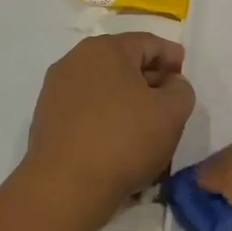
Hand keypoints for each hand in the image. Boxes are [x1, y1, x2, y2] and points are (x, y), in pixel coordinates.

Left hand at [23, 33, 194, 230]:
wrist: (65, 187)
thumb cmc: (125, 139)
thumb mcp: (173, 112)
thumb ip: (181, 89)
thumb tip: (170, 85)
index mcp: (106, 49)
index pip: (149, 43)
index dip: (172, 57)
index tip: (185, 77)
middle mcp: (75, 60)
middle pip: (123, 62)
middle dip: (149, 78)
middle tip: (169, 101)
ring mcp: (55, 90)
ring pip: (103, 86)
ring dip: (127, 99)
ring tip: (145, 124)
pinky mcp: (46, 119)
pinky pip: (86, 108)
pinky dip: (105, 116)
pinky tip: (118, 140)